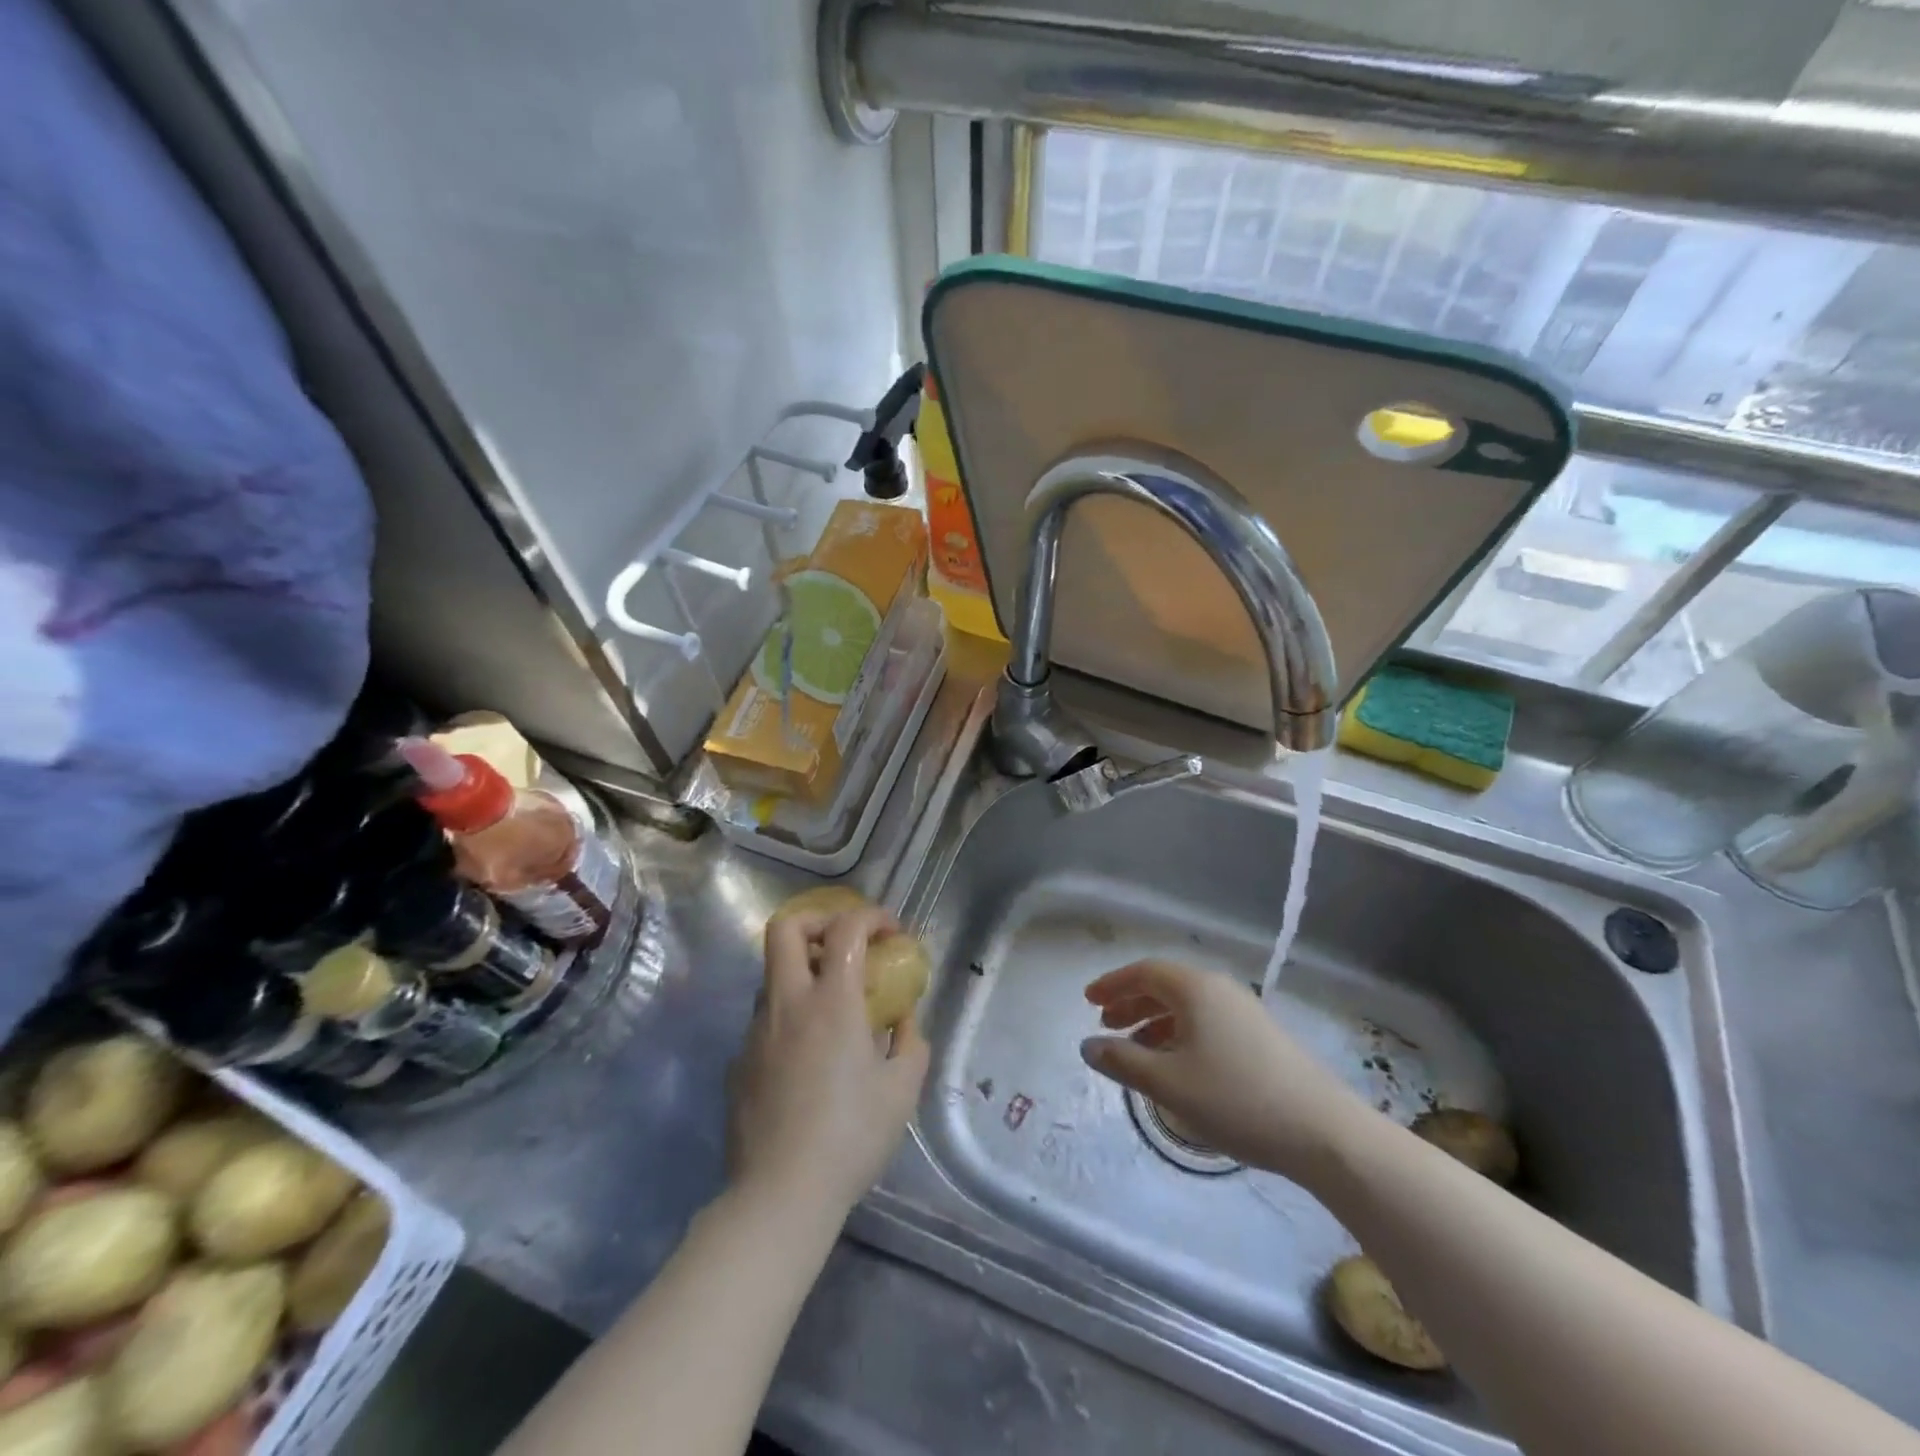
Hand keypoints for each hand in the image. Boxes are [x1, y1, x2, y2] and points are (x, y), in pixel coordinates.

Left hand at [727, 905, 929, 1220]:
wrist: (780, 1195)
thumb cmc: (851, 1137)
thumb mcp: (902, 1090)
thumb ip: (911, 1044)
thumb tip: (905, 1022)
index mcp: (831, 1001)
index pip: (845, 929)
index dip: (871, 916)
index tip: (891, 933)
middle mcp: (787, 1003)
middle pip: (785, 928)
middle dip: (818, 921)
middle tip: (846, 945)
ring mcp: (755, 1032)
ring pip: (772, 975)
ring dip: (804, 973)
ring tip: (832, 1009)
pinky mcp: (738, 1063)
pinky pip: (765, 1022)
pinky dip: (790, 1019)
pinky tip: (808, 1061)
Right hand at [1081, 959, 1372, 1181]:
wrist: (1324, 1132)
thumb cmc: (1237, 1100)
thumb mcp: (1169, 1084)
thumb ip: (1123, 1061)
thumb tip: (1088, 1045)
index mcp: (1196, 989)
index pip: (1144, 972)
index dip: (1113, 984)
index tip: (1088, 1001)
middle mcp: (1220, 990)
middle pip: (1166, 985)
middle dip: (1132, 1002)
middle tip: (1106, 1024)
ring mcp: (1245, 1012)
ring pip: (1187, 1005)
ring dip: (1155, 1020)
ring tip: (1135, 1048)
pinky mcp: (1262, 1037)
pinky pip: (1207, 1021)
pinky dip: (1180, 1033)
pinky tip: (1176, 1064)